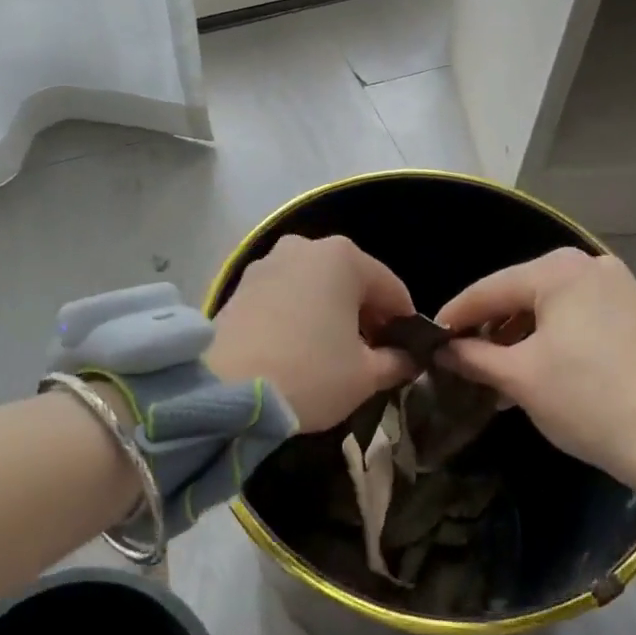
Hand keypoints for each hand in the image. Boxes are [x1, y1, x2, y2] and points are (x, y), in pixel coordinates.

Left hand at [207, 235, 419, 432]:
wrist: (228, 388)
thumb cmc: (310, 373)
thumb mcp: (365, 375)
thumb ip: (396, 361)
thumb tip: (407, 360)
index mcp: (343, 257)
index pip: (392, 289)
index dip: (404, 324)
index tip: (406, 355)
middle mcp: (305, 247)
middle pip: (351, 281)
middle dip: (365, 315)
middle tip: (370, 357)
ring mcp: (268, 262)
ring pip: (316, 285)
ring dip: (330, 312)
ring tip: (331, 353)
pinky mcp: (241, 284)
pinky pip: (285, 294)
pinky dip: (299, 313)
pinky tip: (297, 347)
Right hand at [435, 248, 635, 537]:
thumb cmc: (589, 403)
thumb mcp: (518, 378)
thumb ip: (471, 356)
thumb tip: (440, 349)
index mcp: (558, 271)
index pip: (488, 289)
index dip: (455, 316)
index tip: (428, 339)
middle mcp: (589, 265)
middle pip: (518, 293)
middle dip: (489, 327)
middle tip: (461, 357)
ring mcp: (617, 286)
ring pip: (547, 305)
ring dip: (518, 335)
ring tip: (495, 371)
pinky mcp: (634, 312)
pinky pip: (575, 315)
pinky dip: (550, 337)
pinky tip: (535, 367)